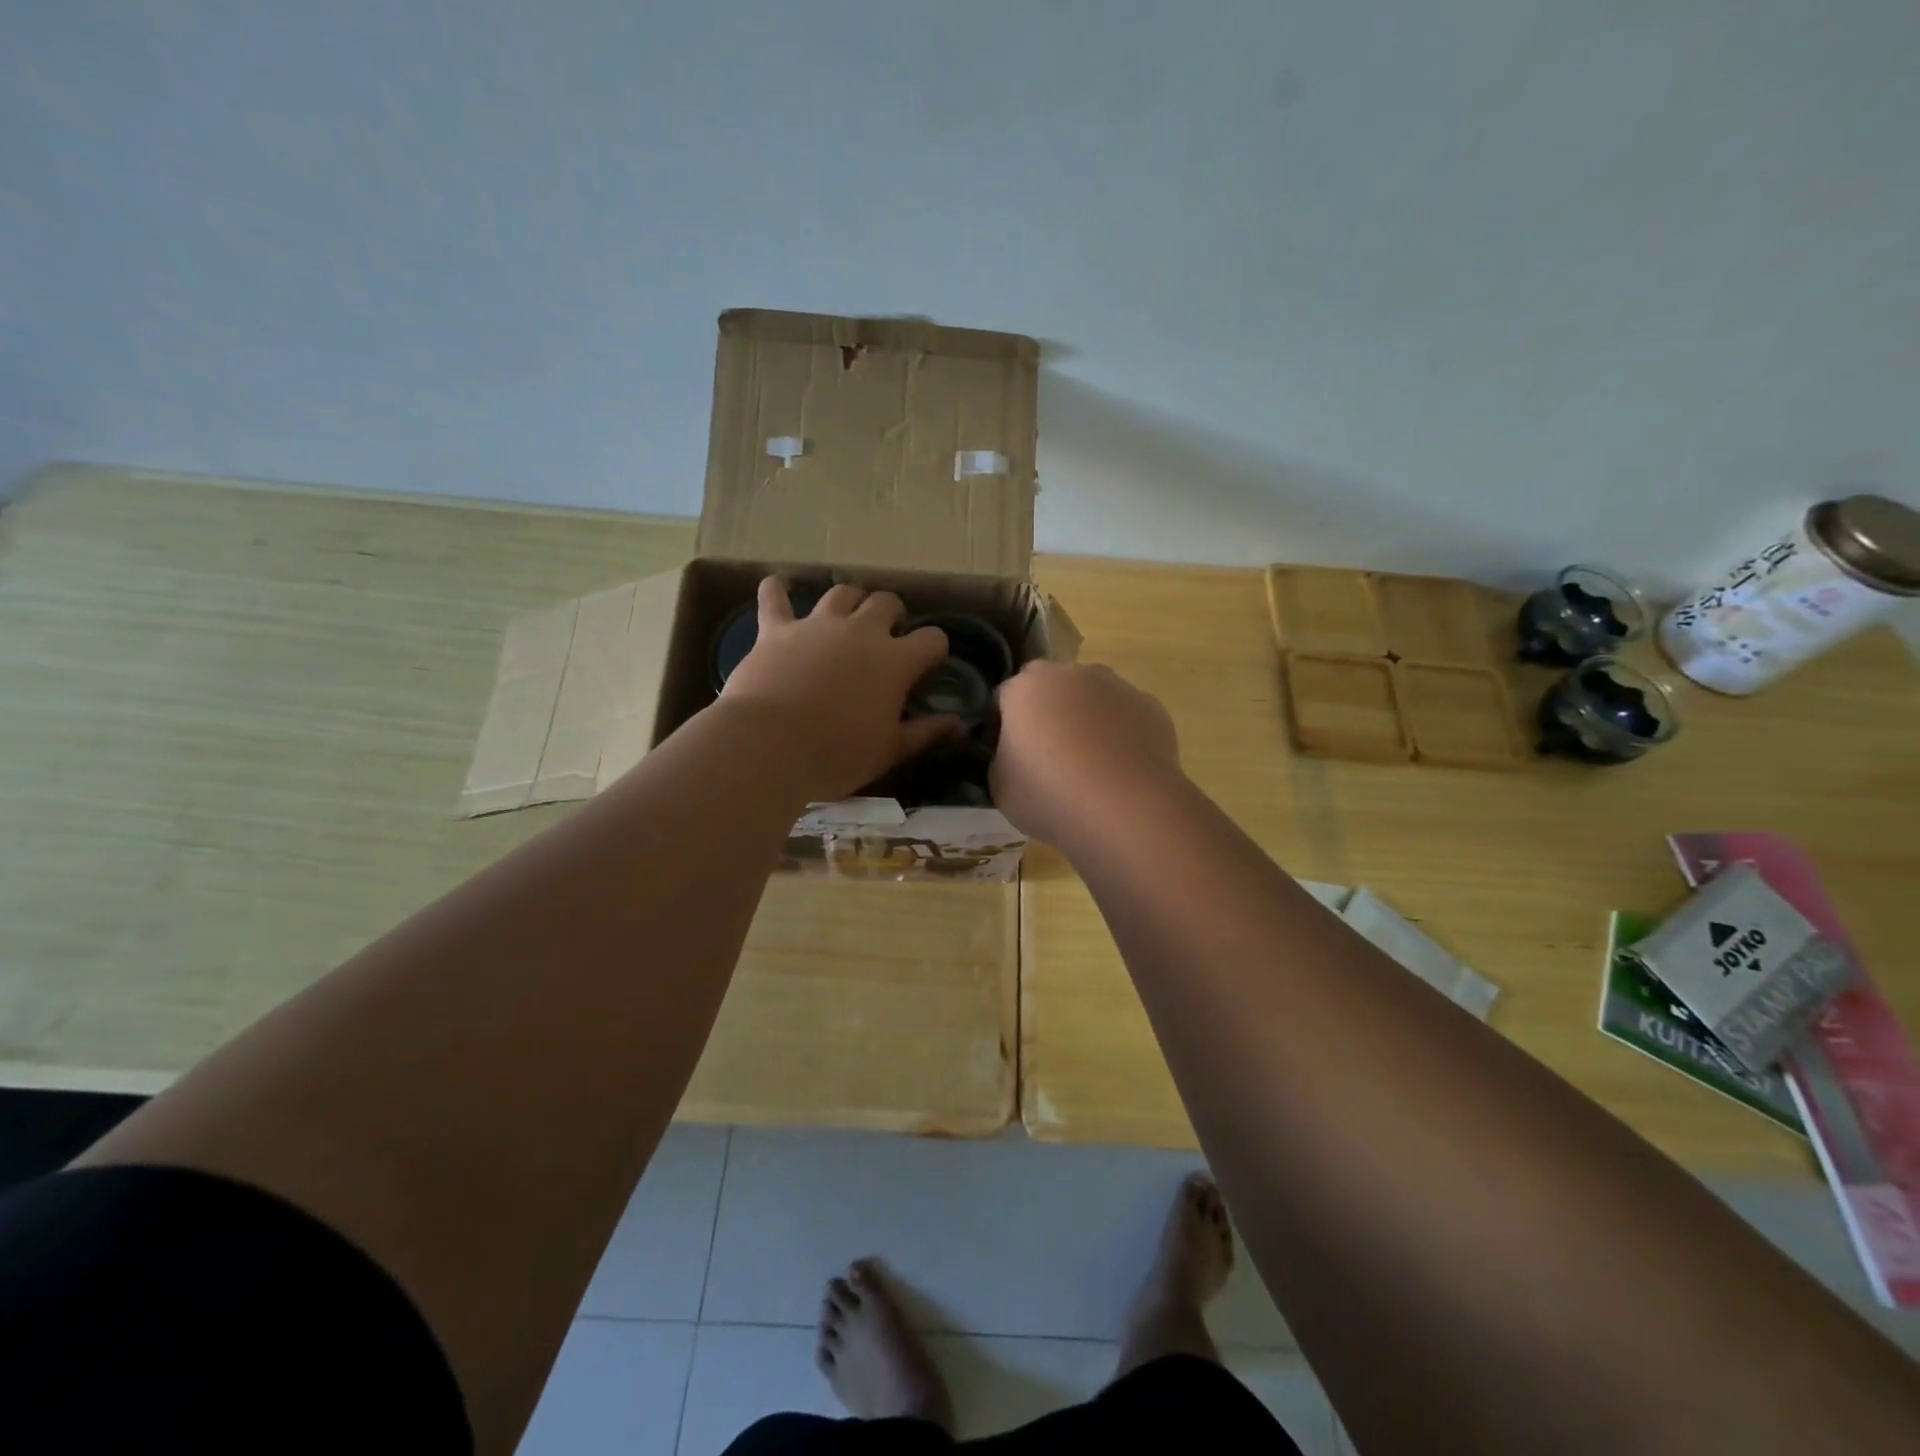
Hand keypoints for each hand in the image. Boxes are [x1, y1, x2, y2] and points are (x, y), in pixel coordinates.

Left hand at [719, 577, 959, 800]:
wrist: (770, 746)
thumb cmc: (837, 754)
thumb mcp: (889, 752)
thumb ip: (926, 733)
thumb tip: (959, 725)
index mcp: (895, 661)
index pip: (932, 638)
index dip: (934, 648)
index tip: (929, 663)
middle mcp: (861, 631)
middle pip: (886, 602)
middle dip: (892, 614)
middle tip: (886, 636)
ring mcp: (817, 625)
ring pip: (841, 593)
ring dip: (849, 600)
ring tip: (846, 615)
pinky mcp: (776, 629)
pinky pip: (774, 597)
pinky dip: (777, 590)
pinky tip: (778, 586)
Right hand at [990, 660, 1181, 843]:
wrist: (1125, 807)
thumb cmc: (1049, 794)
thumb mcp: (999, 787)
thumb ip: (1001, 760)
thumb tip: (1013, 757)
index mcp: (1025, 687)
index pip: (1004, 699)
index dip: (1001, 727)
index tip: (1007, 757)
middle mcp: (1070, 674)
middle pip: (1050, 689)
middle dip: (1046, 714)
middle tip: (1047, 758)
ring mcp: (1116, 686)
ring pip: (1092, 698)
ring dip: (1086, 720)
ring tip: (1089, 765)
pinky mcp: (1150, 706)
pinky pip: (1125, 717)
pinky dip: (1120, 734)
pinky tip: (1119, 769)